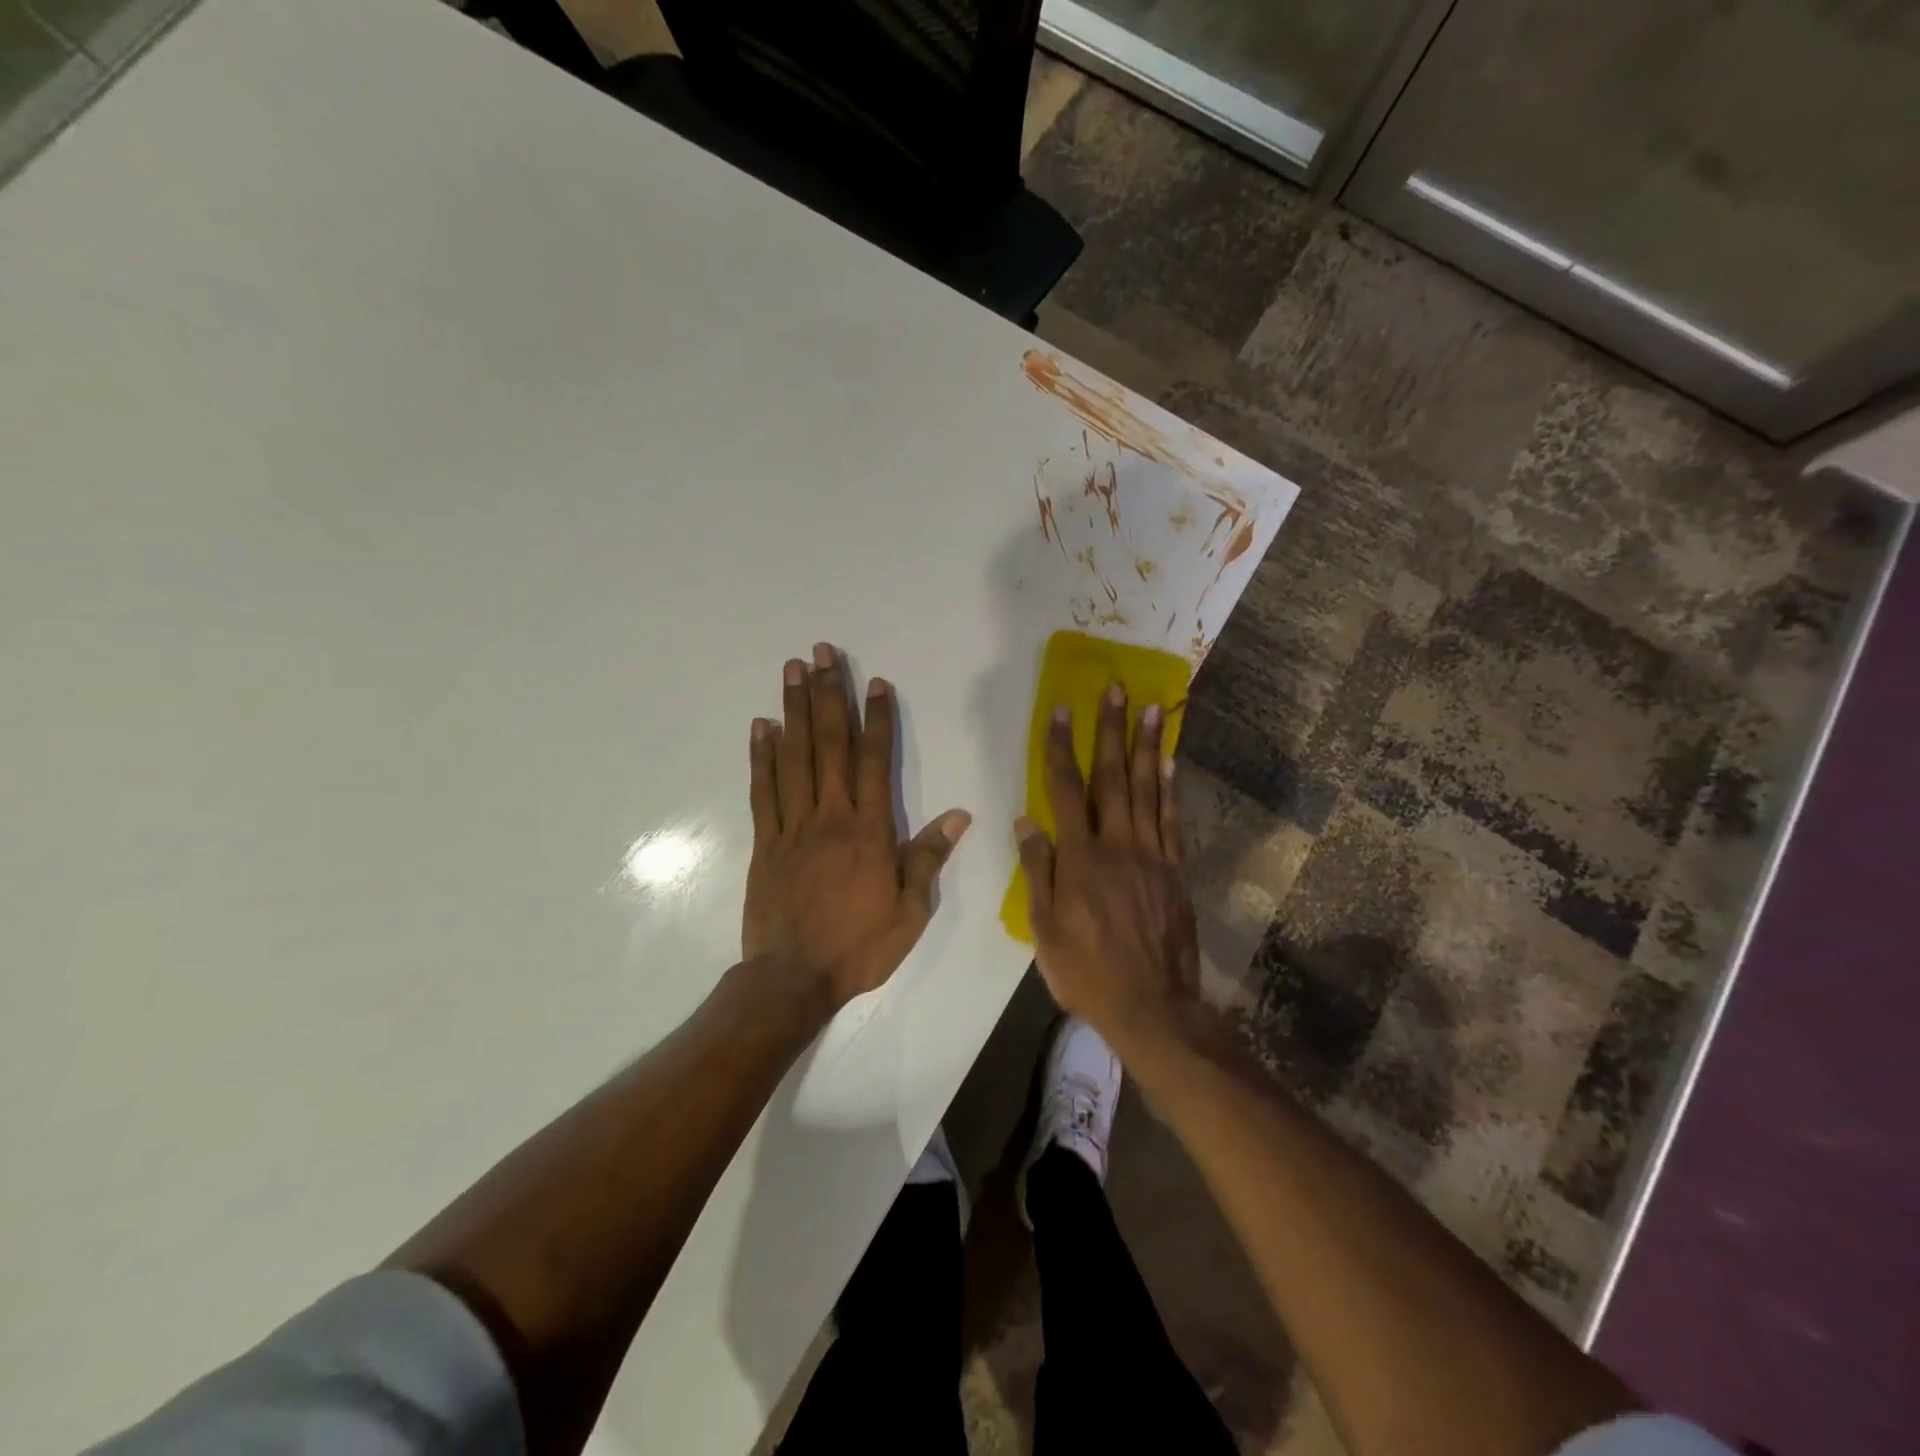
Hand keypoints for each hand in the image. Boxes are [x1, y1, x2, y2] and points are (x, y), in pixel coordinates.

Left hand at [744, 643, 970, 1009]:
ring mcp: (793, 826)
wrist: (793, 978)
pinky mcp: (765, 841)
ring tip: (792, 670)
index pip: (876, 761)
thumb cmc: (859, 946)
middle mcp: (830, 816)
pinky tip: (762, 726)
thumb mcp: (910, 911)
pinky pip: (763, 790)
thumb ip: (929, 858)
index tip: (877, 682)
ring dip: (794, 710)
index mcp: (869, 831)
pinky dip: (762, 756)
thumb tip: (960, 815)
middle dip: (829, 694)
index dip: (877, 719)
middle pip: (830, 744)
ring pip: (795, 757)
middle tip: (822, 653)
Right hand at [1015, 684, 1199, 1043]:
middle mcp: (1117, 845)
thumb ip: (1037, 870)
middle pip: (1113, 777)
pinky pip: (1172, 820)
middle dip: (1111, 730)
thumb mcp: (1045, 928)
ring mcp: (1152, 855)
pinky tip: (1170, 762)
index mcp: (1080, 858)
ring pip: (1148, 790)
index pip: (1065, 789)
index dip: (1061, 747)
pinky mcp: (1175, 870)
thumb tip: (1025, 820)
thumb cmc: (1086, 971)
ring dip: (1147, 746)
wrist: (1151, 1006)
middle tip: (1116, 688)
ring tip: (1151, 708)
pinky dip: (1171, 788)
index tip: (1061, 710)